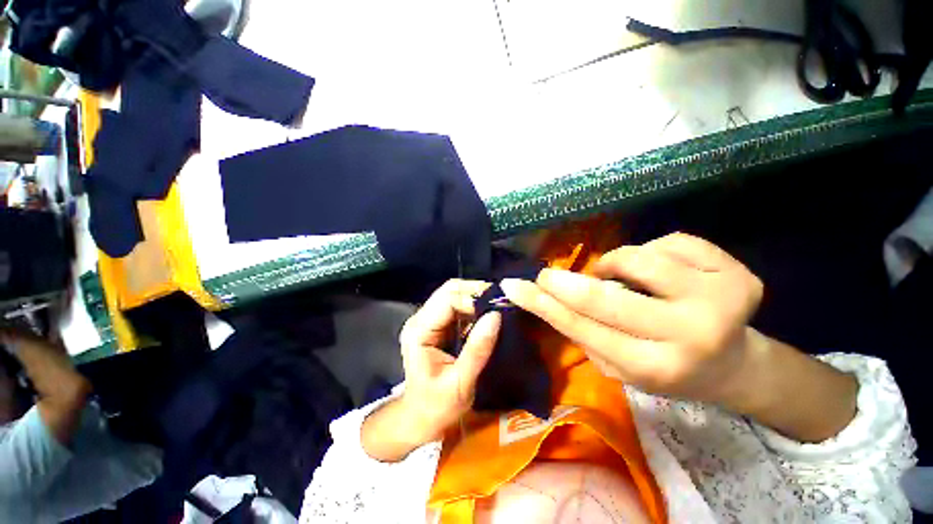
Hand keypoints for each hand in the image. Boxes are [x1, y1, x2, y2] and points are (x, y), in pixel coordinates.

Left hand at [362, 280, 500, 461]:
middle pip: (449, 291)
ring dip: (476, 298)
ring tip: (497, 306)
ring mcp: (428, 321)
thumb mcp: (460, 383)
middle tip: (501, 301)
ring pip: (453, 295)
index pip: (447, 300)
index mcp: (419, 332)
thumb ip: (477, 349)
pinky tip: (487, 315)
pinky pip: (457, 307)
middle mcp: (420, 320)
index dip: (473, 299)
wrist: (419, 418)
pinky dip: (474, 308)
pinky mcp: (437, 325)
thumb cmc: (437, 407)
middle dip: (475, 292)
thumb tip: (496, 316)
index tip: (498, 307)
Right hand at [501, 233, 762, 404]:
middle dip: (563, 282)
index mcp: (656, 368)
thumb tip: (545, 295)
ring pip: (637, 258)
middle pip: (605, 297)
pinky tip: (659, 272)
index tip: (514, 287)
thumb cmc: (663, 367)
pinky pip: (669, 242)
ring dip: (613, 264)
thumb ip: (584, 332)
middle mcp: (692, 336)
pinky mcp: (738, 274)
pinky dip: (651, 252)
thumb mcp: (617, 365)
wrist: (731, 365)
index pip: (583, 329)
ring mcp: (721, 301)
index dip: (543, 305)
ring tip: (616, 276)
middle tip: (545, 275)